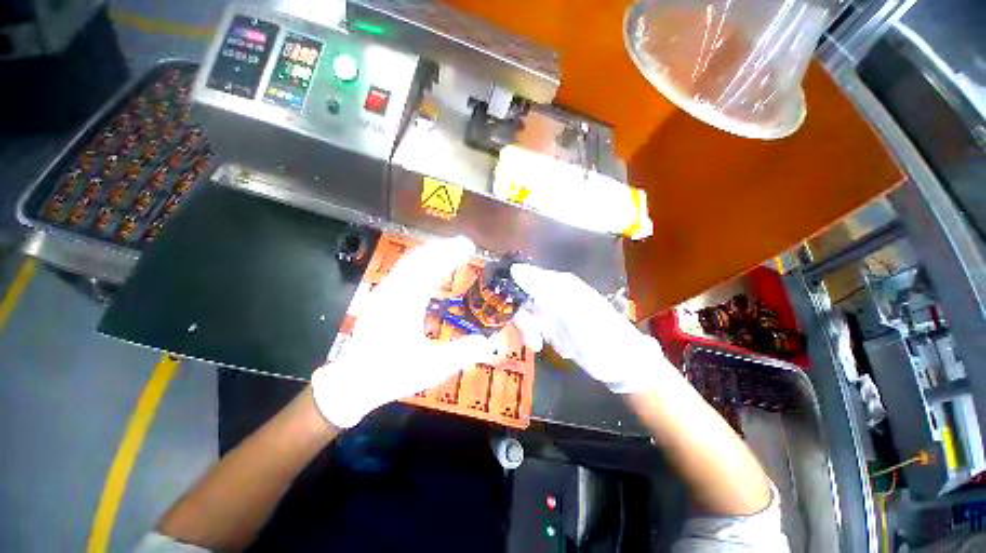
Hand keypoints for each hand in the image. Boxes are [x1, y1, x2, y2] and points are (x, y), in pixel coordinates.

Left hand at [312, 236, 496, 427]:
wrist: (355, 382)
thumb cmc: (393, 374)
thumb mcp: (432, 367)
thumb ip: (463, 352)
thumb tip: (490, 341)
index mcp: (405, 304)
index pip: (429, 267)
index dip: (450, 253)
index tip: (469, 246)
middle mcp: (392, 291)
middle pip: (418, 257)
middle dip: (443, 247)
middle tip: (465, 244)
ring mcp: (384, 292)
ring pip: (409, 261)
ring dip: (432, 252)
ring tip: (452, 250)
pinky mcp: (382, 297)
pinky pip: (404, 270)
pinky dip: (421, 262)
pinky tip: (432, 267)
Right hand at [511, 264, 668, 392]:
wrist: (621, 364)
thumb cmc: (600, 334)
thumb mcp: (571, 309)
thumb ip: (543, 288)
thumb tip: (514, 268)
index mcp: (558, 283)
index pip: (524, 276)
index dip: (511, 289)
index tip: (502, 307)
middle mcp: (552, 293)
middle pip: (521, 297)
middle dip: (521, 316)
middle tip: (530, 333)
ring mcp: (551, 310)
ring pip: (524, 313)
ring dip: (527, 329)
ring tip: (537, 344)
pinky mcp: (551, 326)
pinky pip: (531, 327)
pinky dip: (532, 337)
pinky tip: (541, 346)